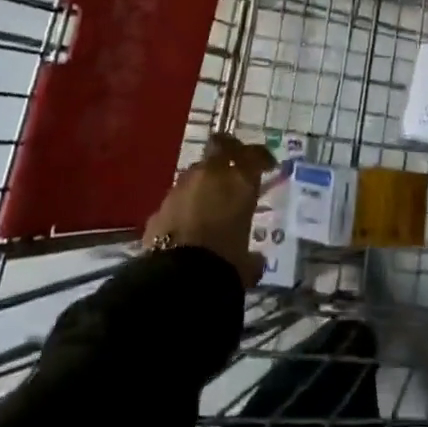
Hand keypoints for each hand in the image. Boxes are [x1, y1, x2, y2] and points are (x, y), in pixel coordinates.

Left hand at [143, 133, 276, 286]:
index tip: (268, 165)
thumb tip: (254, 261)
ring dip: (204, 181)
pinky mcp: (159, 207)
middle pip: (220, 146)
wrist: (177, 280)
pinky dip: (184, 205)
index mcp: (239, 181)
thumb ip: (252, 257)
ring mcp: (181, 188)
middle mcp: (210, 175)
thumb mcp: (246, 264)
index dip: (262, 158)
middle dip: (229, 150)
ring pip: (195, 172)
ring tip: (210, 199)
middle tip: (236, 162)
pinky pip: (177, 198)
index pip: (254, 155)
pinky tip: (187, 223)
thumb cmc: (224, 264)